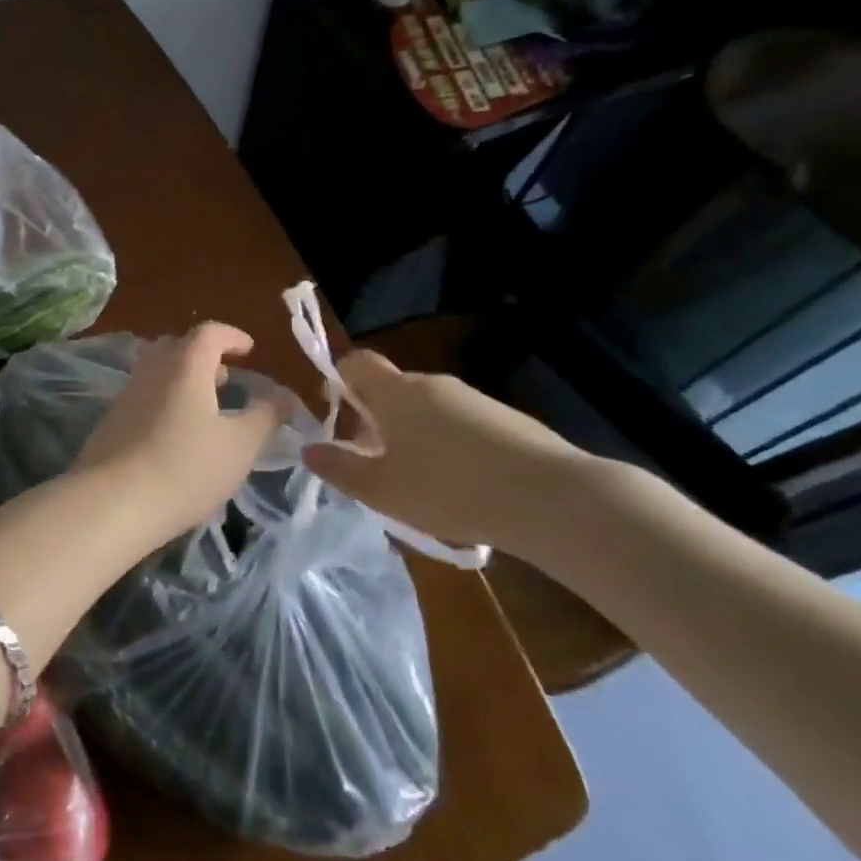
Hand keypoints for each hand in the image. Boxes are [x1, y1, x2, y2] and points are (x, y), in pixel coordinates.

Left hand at [72, 323, 287, 549]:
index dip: (232, 336)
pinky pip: (144, 394)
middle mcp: (152, 369)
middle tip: (226, 378)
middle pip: (178, 346)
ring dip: (183, 378)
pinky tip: (176, 432)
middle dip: (205, 355)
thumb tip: (285, 395)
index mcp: (185, 365)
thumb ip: (266, 416)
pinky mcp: (112, 420)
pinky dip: (165, 398)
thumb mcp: (240, 446)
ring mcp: (127, 393)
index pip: (209, 332)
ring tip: (206, 407)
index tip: (249, 349)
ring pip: (158, 370)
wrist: (113, 502)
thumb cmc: (186, 468)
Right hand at [303, 351, 610, 562]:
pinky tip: (463, 489)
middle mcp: (432, 384)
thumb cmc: (449, 489)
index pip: (355, 362)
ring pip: (428, 409)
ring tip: (420, 485)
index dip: (338, 381)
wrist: (551, 498)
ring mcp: (473, 399)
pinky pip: (462, 425)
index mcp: (395, 392)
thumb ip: (341, 469)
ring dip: (414, 436)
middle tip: (376, 464)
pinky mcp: (507, 420)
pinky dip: (451, 447)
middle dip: (377, 420)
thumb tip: (309, 450)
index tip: (337, 418)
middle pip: (392, 389)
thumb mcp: (383, 490)